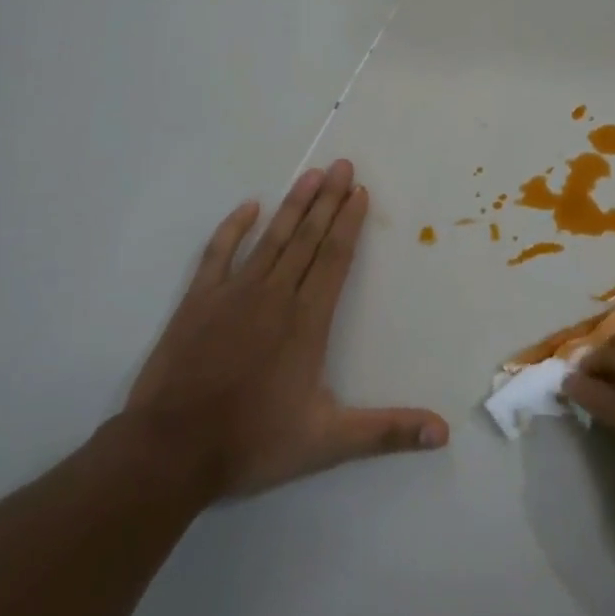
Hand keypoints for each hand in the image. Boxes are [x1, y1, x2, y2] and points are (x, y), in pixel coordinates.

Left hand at [126, 160, 447, 498]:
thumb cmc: (253, 442)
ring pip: (272, 238)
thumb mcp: (328, 442)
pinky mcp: (198, 300)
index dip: (349, 223)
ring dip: (293, 205)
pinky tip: (248, 207)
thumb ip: (387, 431)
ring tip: (311, 174)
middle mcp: (275, 296)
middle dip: (328, 199)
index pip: (335, 259)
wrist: (170, 450)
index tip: (359, 192)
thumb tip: (444, 432)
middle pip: (308, 238)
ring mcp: (233, 293)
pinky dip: (234, 227)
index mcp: (307, 321)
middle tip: (342, 165)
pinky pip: (219, 253)